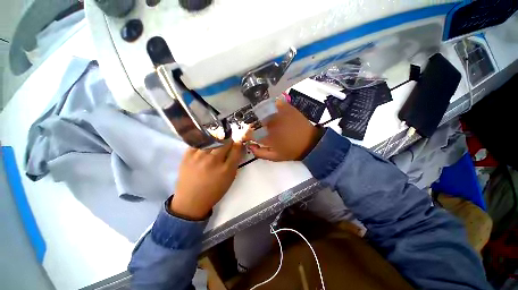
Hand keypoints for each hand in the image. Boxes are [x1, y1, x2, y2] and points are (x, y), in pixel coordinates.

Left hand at [170, 141, 243, 219]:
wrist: (191, 201)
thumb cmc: (214, 191)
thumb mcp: (230, 179)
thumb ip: (234, 163)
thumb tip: (237, 148)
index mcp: (226, 169)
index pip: (236, 149)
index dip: (238, 145)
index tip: (237, 145)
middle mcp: (213, 160)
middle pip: (225, 142)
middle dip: (229, 142)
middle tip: (227, 145)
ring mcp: (199, 157)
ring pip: (213, 140)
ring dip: (217, 142)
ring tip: (215, 147)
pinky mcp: (187, 155)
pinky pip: (199, 143)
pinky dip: (204, 144)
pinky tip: (204, 149)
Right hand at [245, 99, 322, 160]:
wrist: (311, 142)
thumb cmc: (292, 151)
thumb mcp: (275, 157)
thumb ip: (260, 153)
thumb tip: (250, 146)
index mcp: (268, 137)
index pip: (251, 134)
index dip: (246, 135)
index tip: (246, 137)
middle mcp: (271, 124)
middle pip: (255, 121)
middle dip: (252, 126)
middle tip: (255, 130)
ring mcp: (279, 114)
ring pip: (263, 111)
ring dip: (259, 116)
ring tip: (263, 121)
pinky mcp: (287, 108)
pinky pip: (274, 103)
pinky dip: (270, 106)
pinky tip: (271, 111)